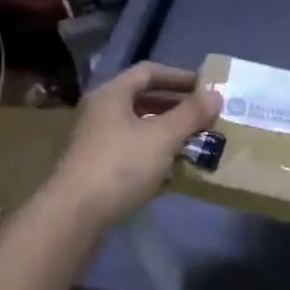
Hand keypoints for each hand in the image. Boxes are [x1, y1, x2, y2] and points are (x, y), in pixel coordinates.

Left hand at [49, 63, 220, 232]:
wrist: (73, 218)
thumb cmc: (120, 165)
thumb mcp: (163, 137)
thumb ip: (191, 114)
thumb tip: (216, 94)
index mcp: (112, 95)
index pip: (148, 72)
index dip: (178, 77)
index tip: (204, 88)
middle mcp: (100, 113)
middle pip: (142, 101)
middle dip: (175, 108)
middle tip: (204, 117)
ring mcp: (96, 144)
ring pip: (138, 130)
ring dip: (167, 135)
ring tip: (195, 144)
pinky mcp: (96, 172)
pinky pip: (131, 155)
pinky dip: (154, 159)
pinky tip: (175, 174)